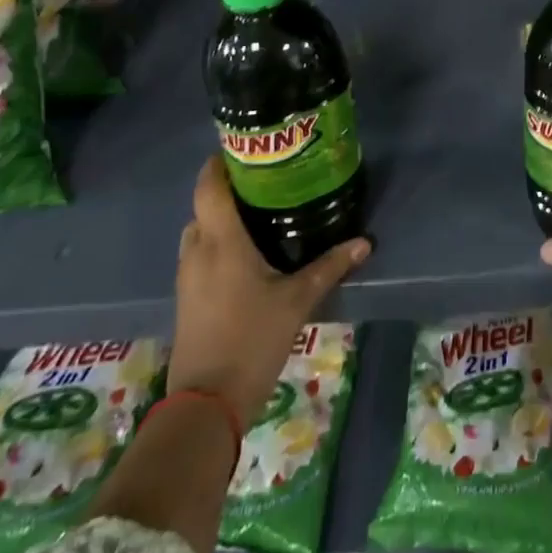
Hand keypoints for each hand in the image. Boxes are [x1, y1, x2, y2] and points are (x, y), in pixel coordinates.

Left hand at [168, 156, 369, 428]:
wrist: (206, 404)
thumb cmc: (252, 338)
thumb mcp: (298, 299)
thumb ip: (330, 266)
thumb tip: (365, 241)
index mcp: (221, 241)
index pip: (209, 187)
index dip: (219, 163)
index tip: (244, 148)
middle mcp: (198, 252)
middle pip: (203, 207)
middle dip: (227, 190)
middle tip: (265, 182)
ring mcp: (187, 278)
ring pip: (199, 232)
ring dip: (220, 219)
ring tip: (258, 214)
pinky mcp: (187, 300)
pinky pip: (198, 256)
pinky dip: (216, 244)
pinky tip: (246, 255)